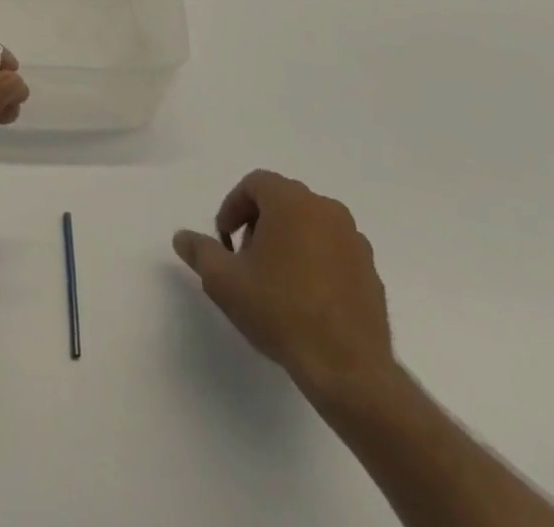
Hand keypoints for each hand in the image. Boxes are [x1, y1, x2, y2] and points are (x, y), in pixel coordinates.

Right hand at [173, 171, 398, 412]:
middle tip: (245, 260)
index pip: (255, 184)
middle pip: (283, 201)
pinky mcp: (371, 273)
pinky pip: (334, 253)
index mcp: (292, 201)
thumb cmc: (281, 311)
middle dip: (259, 224)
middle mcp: (327, 210)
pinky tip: (306, 301)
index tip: (225, 242)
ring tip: (275, 282)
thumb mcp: (224, 281)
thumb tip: (182, 237)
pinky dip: (316, 263)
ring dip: (288, 242)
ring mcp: (354, 241)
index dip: (233, 208)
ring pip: (311, 226)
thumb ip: (200, 251)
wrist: (349, 370)